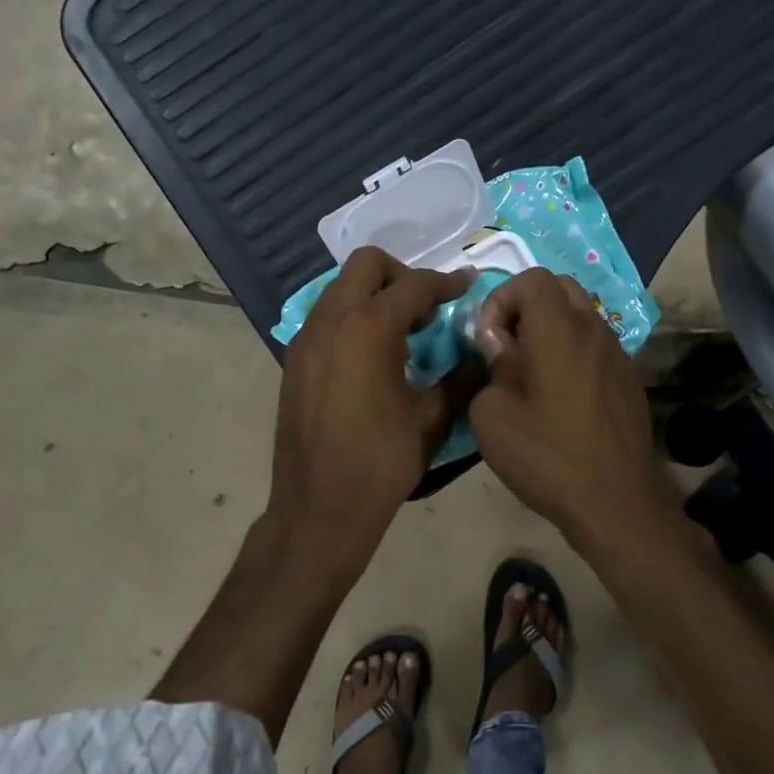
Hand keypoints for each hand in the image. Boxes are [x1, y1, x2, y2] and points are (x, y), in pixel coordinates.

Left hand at [269, 247, 474, 560]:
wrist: (320, 507)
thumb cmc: (382, 462)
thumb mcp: (432, 419)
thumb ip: (459, 379)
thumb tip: (479, 358)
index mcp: (368, 328)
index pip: (413, 286)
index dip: (446, 283)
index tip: (467, 285)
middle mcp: (331, 321)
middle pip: (365, 266)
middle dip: (401, 276)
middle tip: (426, 309)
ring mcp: (306, 340)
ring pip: (340, 291)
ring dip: (374, 297)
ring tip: (403, 333)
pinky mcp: (295, 362)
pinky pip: (326, 319)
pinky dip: (352, 320)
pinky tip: (372, 357)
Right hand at [468, 268, 675, 548]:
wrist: (614, 500)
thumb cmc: (546, 454)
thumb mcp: (492, 415)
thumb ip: (490, 366)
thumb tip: (499, 347)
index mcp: (559, 328)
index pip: (531, 278)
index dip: (501, 300)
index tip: (489, 341)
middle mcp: (594, 329)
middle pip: (560, 289)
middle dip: (527, 309)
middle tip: (508, 349)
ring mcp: (618, 355)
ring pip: (581, 317)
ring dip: (551, 332)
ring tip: (531, 375)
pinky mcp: (629, 381)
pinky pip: (595, 348)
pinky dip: (572, 355)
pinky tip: (560, 398)